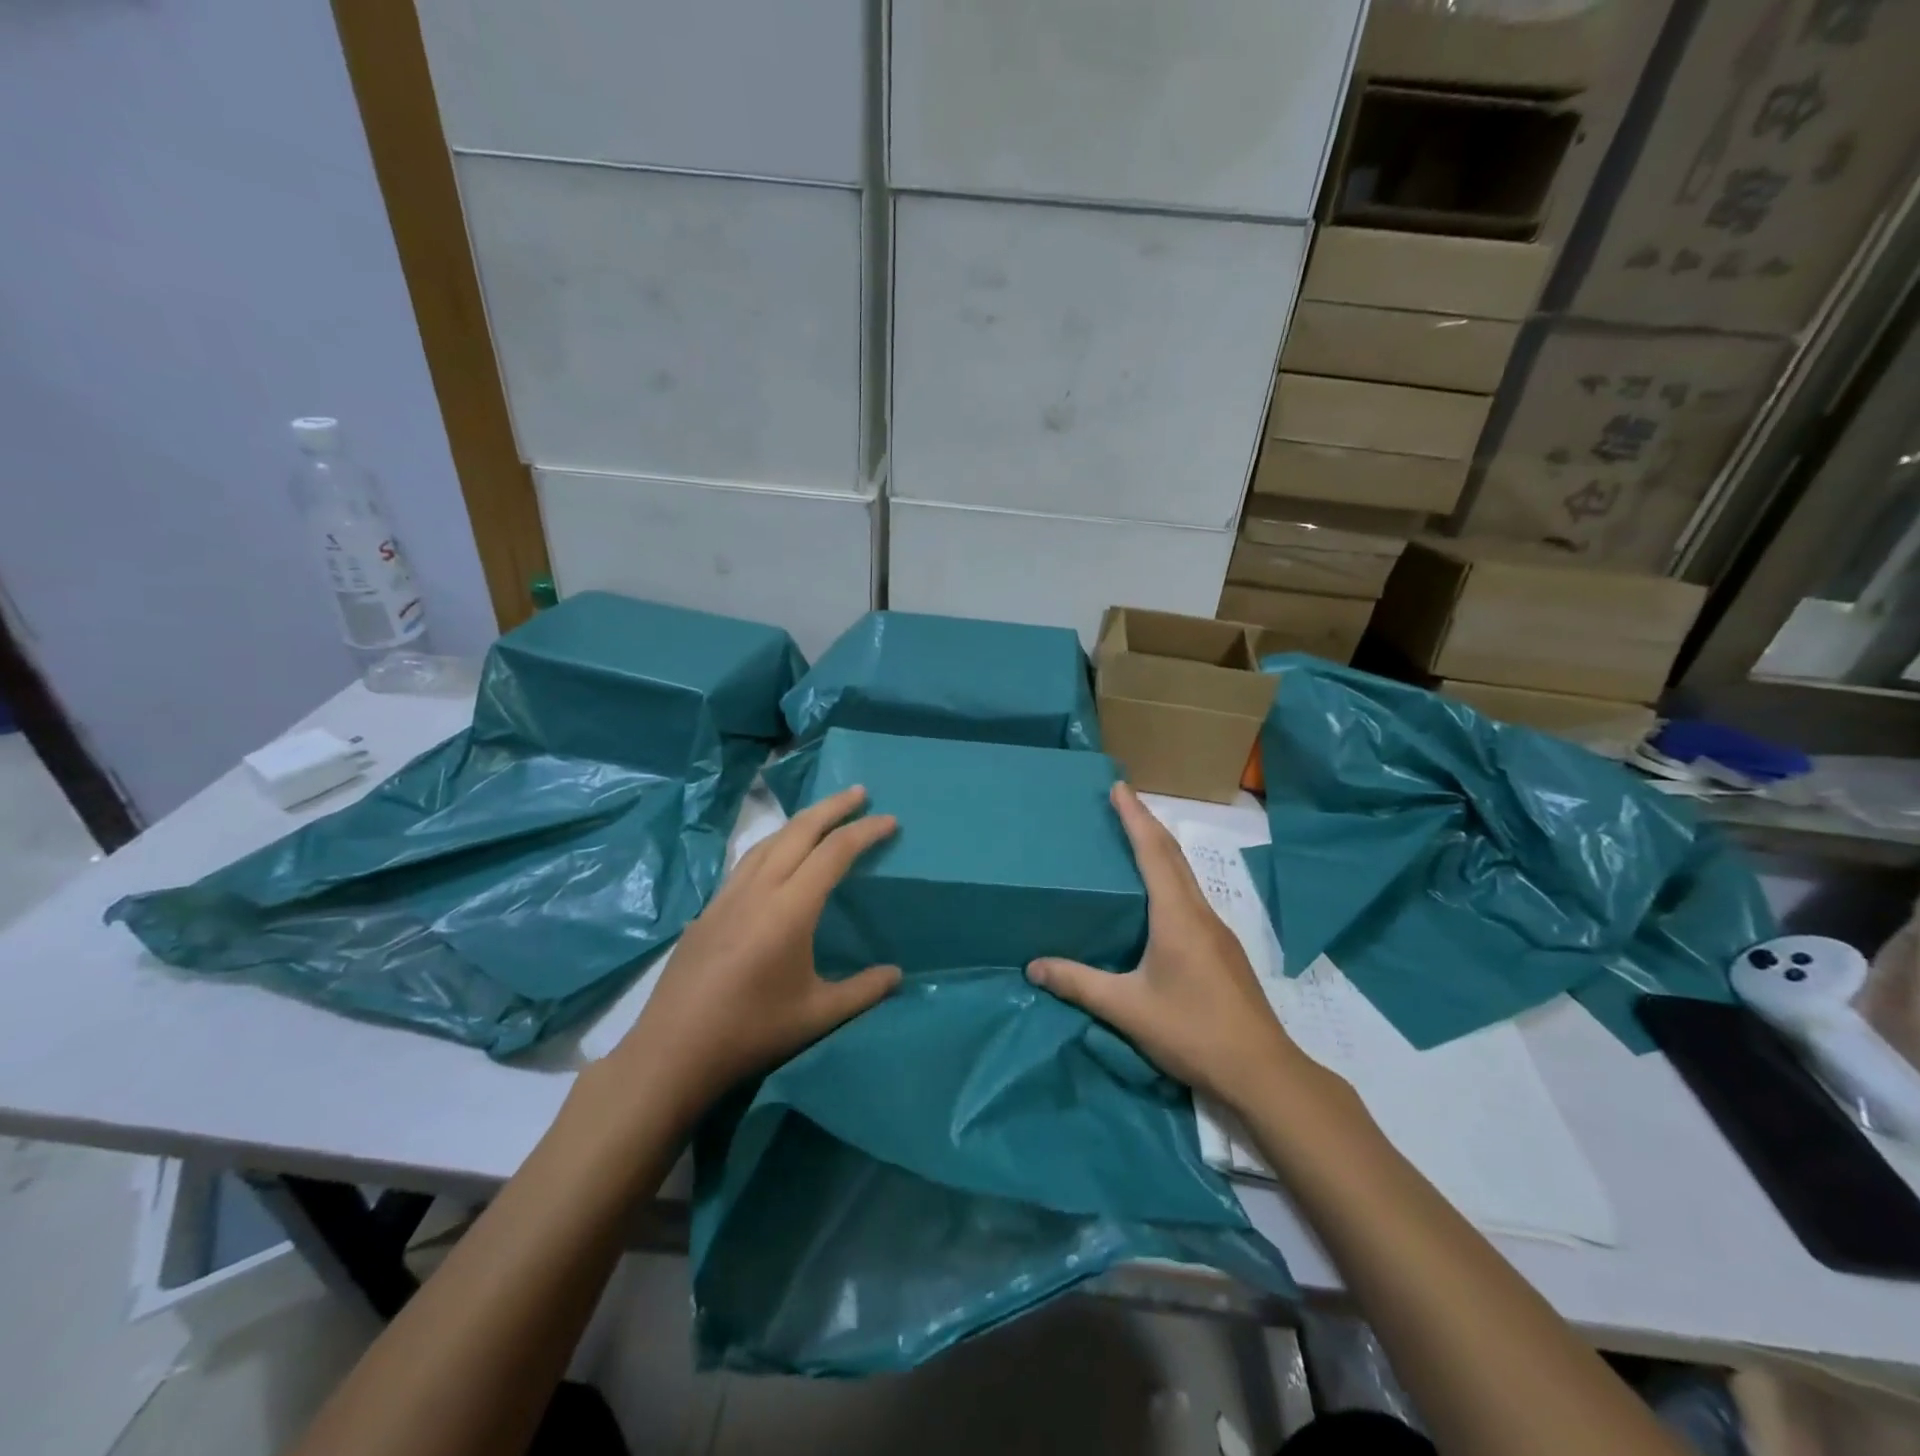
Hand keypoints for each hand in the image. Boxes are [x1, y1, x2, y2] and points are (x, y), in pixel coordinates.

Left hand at [611, 786, 900, 1122]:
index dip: (865, 832)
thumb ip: (863, 991)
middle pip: (799, 831)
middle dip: (833, 807)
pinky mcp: (707, 910)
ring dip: (800, 822)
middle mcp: (758, 889)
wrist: (672, 1052)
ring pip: (768, 841)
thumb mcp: (817, 1015)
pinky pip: (746, 861)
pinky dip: (773, 844)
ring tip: (822, 816)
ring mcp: (727, 896)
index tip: (890, 820)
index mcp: (790, 908)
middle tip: (860, 792)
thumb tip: (898, 974)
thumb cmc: (751, 1031)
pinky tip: (776, 858)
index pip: (834, 853)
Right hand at [1027, 783, 1301, 1111]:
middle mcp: (1200, 913)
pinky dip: (1171, 877)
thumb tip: (1033, 966)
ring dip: (1161, 849)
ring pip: (1185, 876)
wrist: (1262, 1071)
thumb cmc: (1192, 1031)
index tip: (1119, 787)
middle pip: (1173, 855)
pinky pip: (1191, 897)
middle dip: (1148, 822)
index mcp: (1177, 916)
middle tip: (1123, 800)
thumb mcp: (1127, 1009)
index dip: (1134, 817)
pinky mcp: (1223, 951)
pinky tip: (1159, 897)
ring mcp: (1217, 932)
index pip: (1153, 852)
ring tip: (1135, 837)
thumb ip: (1079, 984)